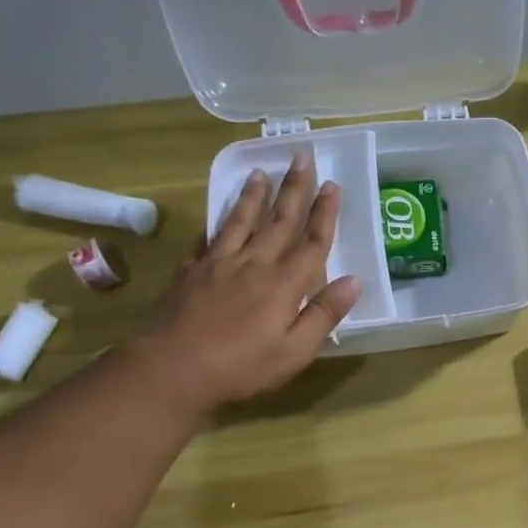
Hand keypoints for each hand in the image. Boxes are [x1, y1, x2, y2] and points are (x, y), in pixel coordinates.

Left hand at [129, 155, 360, 419]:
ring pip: (241, 221)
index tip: (332, 184)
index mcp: (284, 283)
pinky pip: (207, 239)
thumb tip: (355, 280)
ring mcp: (219, 264)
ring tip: (260, 172)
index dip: (324, 213)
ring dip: (253, 196)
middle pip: (279, 221)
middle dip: (293, 189)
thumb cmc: (242, 367)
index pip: (312, 241)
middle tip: (301, 158)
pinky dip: (216, 223)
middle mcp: (254, 264)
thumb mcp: (295, 351)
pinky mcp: (191, 272)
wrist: (172, 369)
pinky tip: (217, 215)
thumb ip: (324, 313)